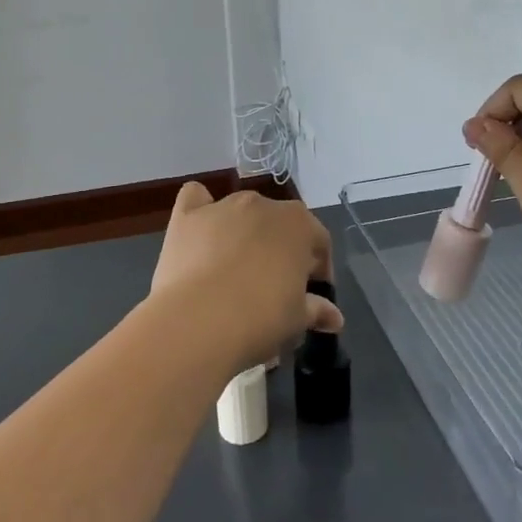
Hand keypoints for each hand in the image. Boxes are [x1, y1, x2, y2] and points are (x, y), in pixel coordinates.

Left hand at [145, 183, 341, 372]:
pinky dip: (201, 209)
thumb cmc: (260, 318)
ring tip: (235, 273)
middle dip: (281, 251)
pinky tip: (200, 231)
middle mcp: (263, 205)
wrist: (198, 322)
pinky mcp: (187, 215)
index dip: (319, 269)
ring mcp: (223, 206)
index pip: (318, 241)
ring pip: (241, 213)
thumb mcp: (298, 320)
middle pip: (279, 225)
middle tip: (275, 288)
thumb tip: (334, 317)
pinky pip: (197, 199)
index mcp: (298, 224)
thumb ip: (317, 310)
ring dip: (244, 234)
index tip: (313, 294)